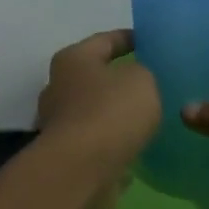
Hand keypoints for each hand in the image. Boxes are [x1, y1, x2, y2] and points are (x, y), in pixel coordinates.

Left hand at [36, 30, 161, 208]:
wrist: (81, 170)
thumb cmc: (110, 112)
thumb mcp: (141, 80)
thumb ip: (142, 73)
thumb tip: (133, 82)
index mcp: (73, 60)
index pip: (104, 40)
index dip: (128, 38)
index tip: (149, 41)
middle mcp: (58, 87)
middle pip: (93, 76)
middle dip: (118, 78)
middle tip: (150, 81)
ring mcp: (59, 123)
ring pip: (94, 110)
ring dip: (115, 113)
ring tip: (146, 115)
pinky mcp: (66, 154)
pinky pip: (96, 140)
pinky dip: (113, 141)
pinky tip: (135, 145)